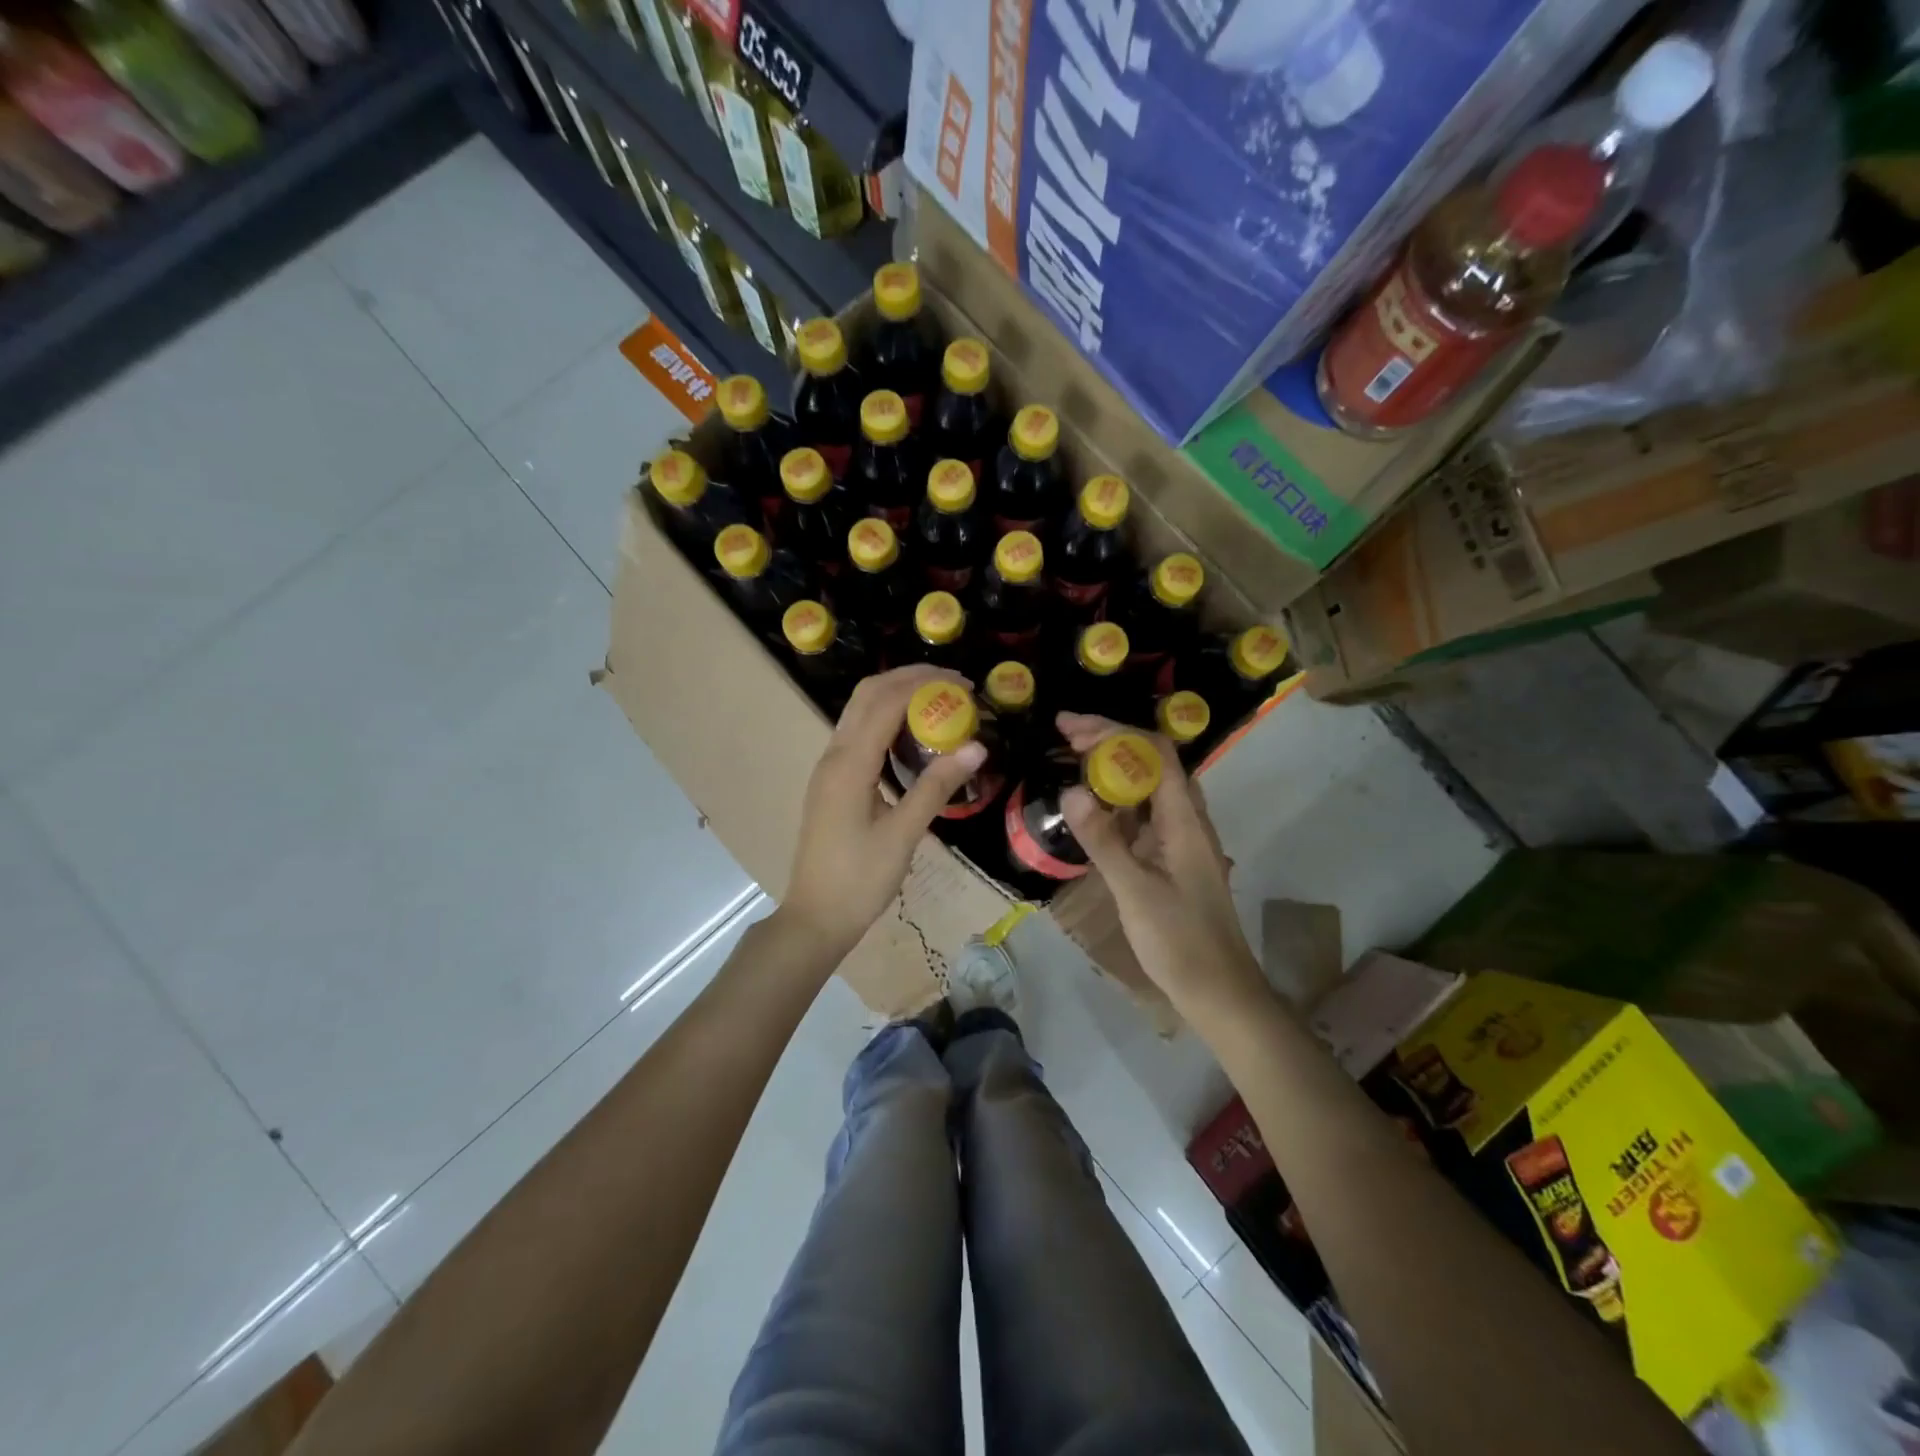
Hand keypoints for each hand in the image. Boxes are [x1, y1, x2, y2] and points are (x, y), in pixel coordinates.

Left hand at [780, 666, 989, 957]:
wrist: (816, 917)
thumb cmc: (860, 880)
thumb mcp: (904, 835)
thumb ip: (936, 787)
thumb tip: (976, 748)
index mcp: (849, 764)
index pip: (886, 702)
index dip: (925, 684)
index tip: (964, 684)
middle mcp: (834, 755)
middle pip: (868, 695)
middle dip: (909, 679)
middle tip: (953, 685)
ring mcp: (829, 768)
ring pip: (859, 712)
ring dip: (896, 696)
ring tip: (938, 701)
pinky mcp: (832, 782)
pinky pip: (857, 734)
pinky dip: (886, 720)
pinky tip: (912, 736)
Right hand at [1057, 713, 1266, 1017]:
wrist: (1219, 992)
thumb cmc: (1181, 942)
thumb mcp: (1135, 891)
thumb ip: (1103, 840)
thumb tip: (1070, 789)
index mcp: (1185, 820)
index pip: (1155, 752)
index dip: (1114, 731)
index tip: (1071, 727)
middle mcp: (1188, 821)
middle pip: (1152, 763)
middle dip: (1109, 742)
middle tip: (1064, 737)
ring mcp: (1182, 840)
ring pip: (1149, 788)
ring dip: (1113, 770)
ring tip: (1073, 762)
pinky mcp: (1173, 860)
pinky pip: (1145, 816)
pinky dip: (1118, 803)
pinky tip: (1093, 811)